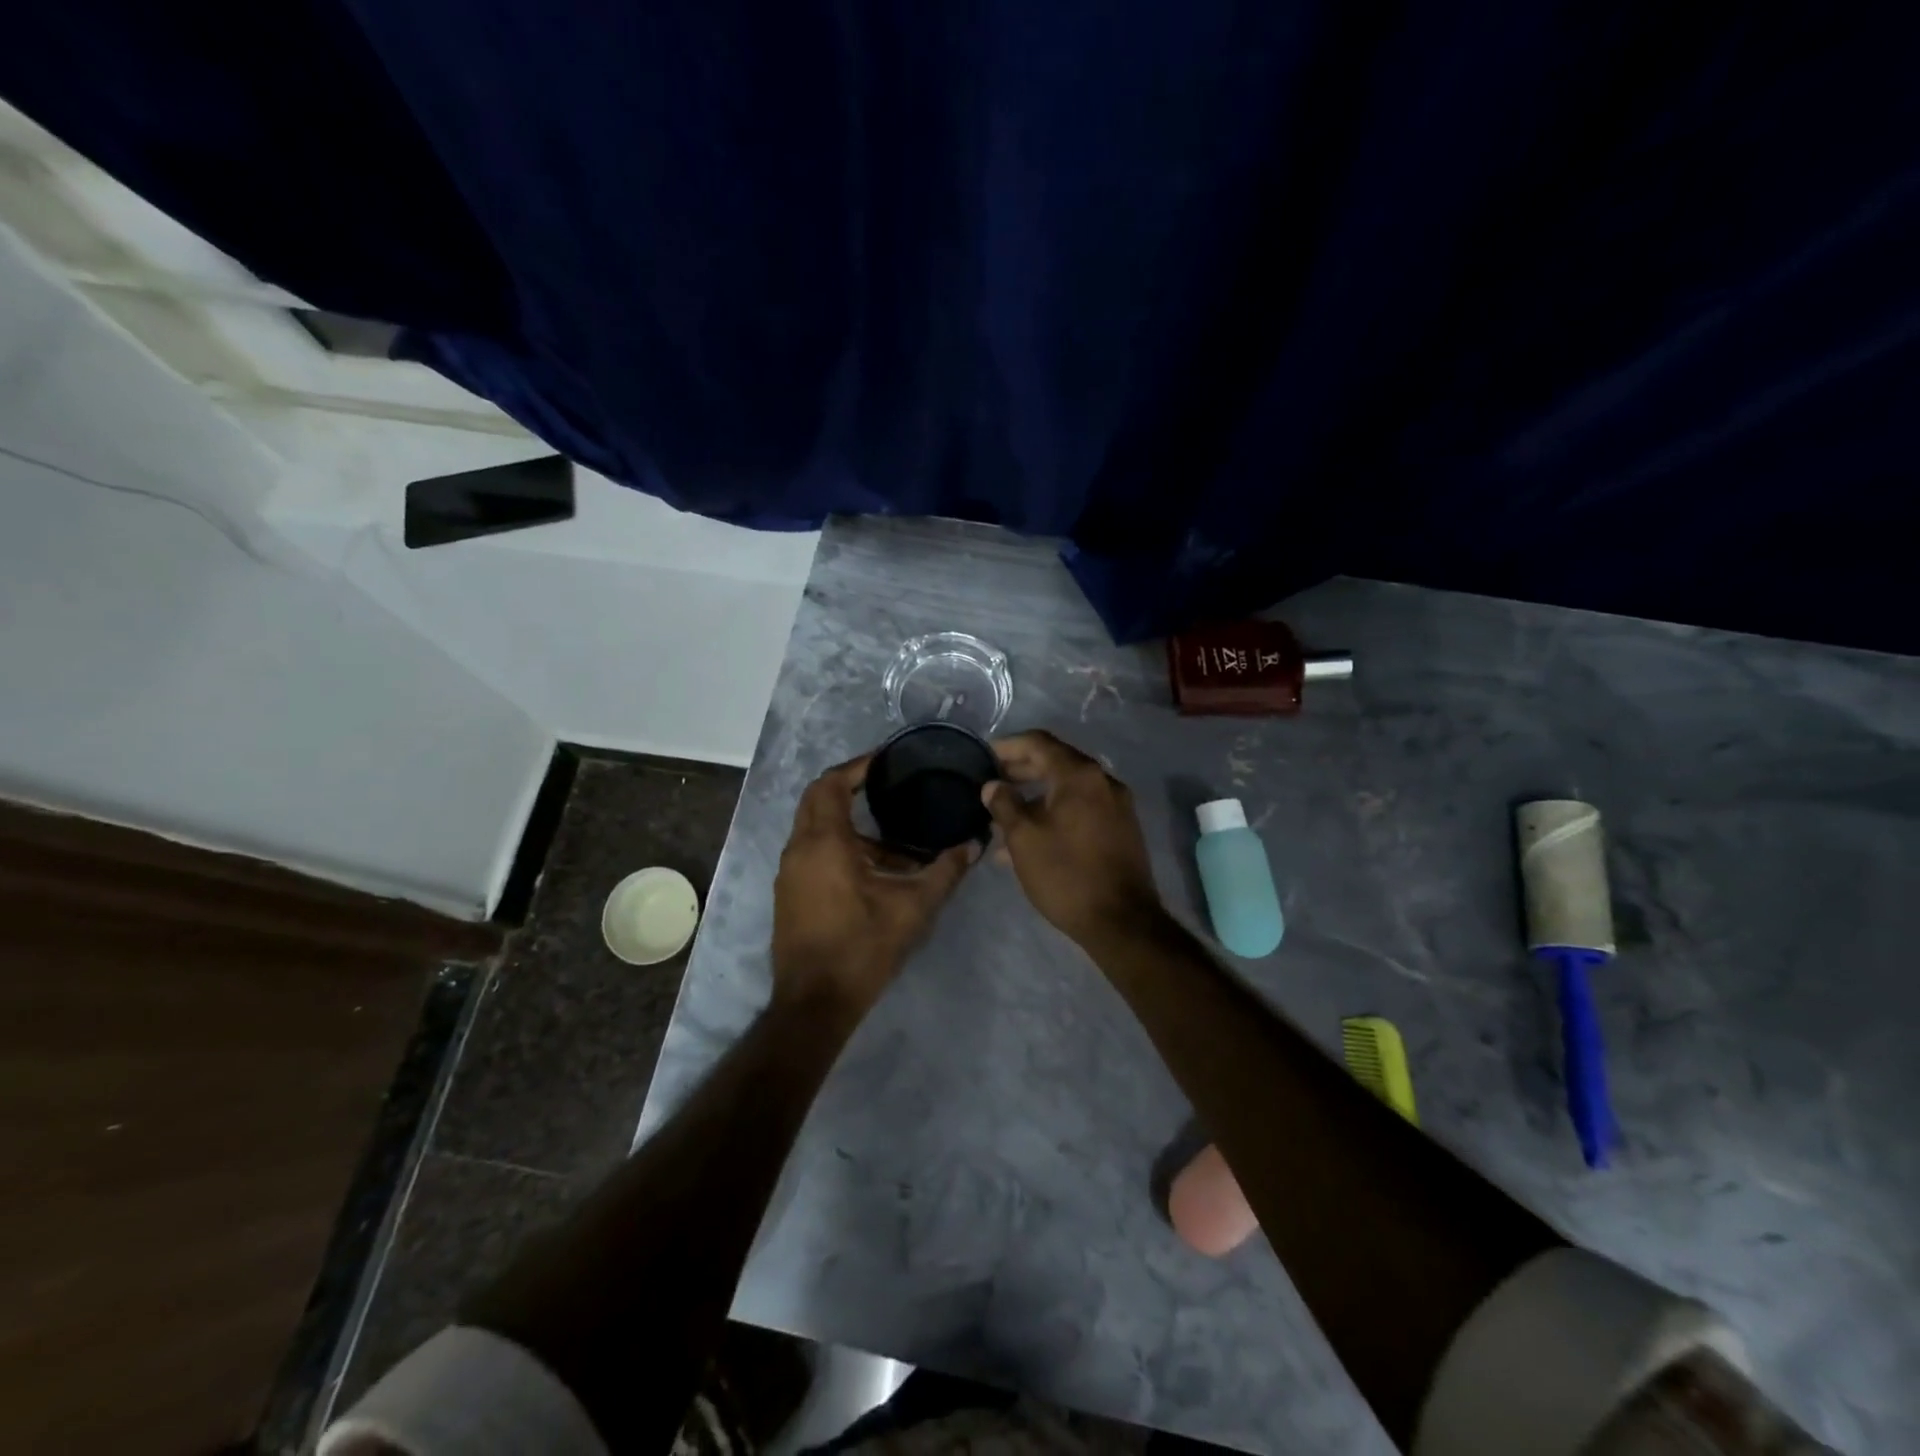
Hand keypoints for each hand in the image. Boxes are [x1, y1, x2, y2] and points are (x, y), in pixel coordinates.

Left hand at [772, 755, 975, 1017]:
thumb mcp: (912, 908)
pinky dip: (839, 847)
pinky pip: (813, 852)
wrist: (814, 1003)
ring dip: (849, 825)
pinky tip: (875, 871)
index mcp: (824, 843)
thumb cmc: (862, 947)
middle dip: (849, 787)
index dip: (857, 766)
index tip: (885, 760)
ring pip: (816, 829)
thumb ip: (945, 872)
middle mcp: (799, 849)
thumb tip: (974, 845)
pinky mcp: (790, 893)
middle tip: (886, 786)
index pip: (830, 784)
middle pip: (817, 799)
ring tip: (895, 840)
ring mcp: (790, 873)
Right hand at [982, 730, 1163, 945]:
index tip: (983, 756)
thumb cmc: (1066, 875)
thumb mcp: (1024, 839)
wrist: (1122, 922)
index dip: (1008, 746)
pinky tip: (1031, 838)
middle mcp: (1103, 781)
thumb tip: (993, 786)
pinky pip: (1081, 809)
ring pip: (1067, 789)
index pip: (1039, 743)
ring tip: (1003, 816)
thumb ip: (1004, 805)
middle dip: (1020, 771)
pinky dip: (1054, 813)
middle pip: (1055, 763)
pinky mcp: (1120, 829)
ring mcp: (1116, 805)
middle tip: (991, 784)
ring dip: (1035, 797)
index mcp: (1080, 775)